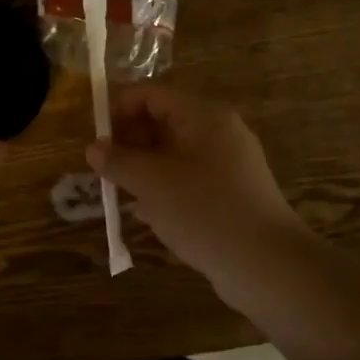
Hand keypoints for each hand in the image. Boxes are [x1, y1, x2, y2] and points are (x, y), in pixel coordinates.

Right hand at [87, 85, 308, 300]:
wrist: (265, 265)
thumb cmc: (204, 211)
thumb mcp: (151, 183)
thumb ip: (118, 161)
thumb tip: (94, 148)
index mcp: (203, 115)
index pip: (151, 95)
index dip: (118, 109)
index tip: (94, 137)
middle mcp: (218, 132)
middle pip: (163, 122)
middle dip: (128, 141)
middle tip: (103, 169)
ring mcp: (227, 164)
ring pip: (173, 153)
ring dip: (142, 168)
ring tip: (118, 191)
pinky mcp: (230, 194)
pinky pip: (187, 179)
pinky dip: (163, 188)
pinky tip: (145, 213)